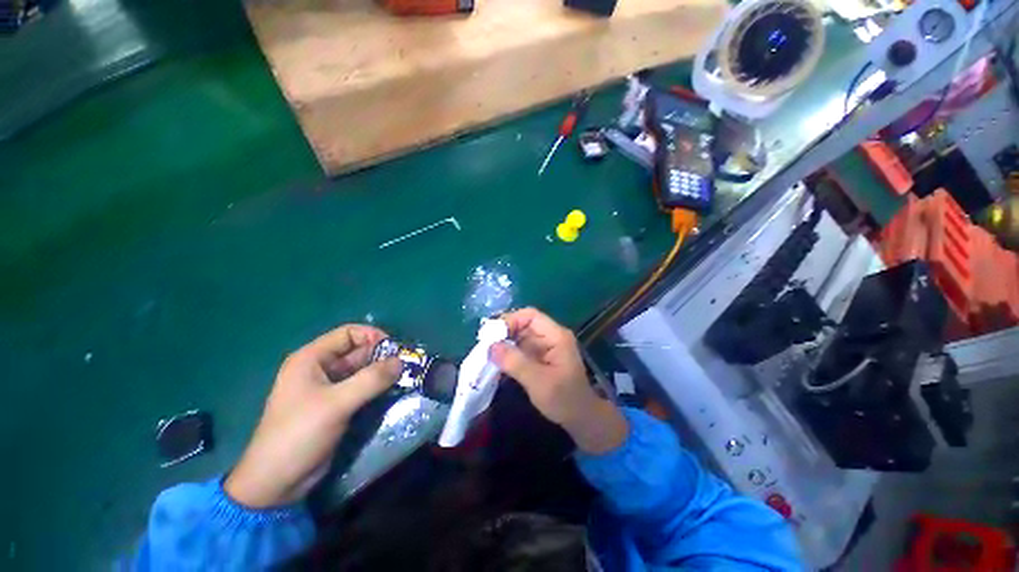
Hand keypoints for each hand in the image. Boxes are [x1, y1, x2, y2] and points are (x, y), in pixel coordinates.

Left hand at [225, 325, 401, 507]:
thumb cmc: (299, 434)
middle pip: (358, 352)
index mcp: (311, 359)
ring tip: (404, 378)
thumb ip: (371, 380)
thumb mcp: (336, 404)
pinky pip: (362, 388)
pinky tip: (393, 392)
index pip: (348, 333)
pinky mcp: (337, 406)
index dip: (372, 336)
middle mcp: (320, 369)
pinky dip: (377, 388)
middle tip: (406, 365)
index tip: (395, 349)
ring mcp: (329, 389)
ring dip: (382, 373)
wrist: (277, 482)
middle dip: (382, 356)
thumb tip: (401, 362)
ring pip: (362, 371)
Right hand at [490, 308, 626, 453]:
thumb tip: (491, 346)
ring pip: (519, 337)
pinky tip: (496, 362)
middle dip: (504, 332)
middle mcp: (550, 337)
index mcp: (556, 336)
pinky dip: (508, 353)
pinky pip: (520, 349)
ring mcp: (544, 347)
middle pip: (523, 324)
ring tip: (486, 353)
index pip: (531, 316)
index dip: (511, 320)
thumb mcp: (539, 382)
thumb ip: (516, 363)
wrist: (581, 420)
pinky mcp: (539, 358)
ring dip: (504, 343)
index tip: (492, 334)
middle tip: (484, 345)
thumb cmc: (565, 400)